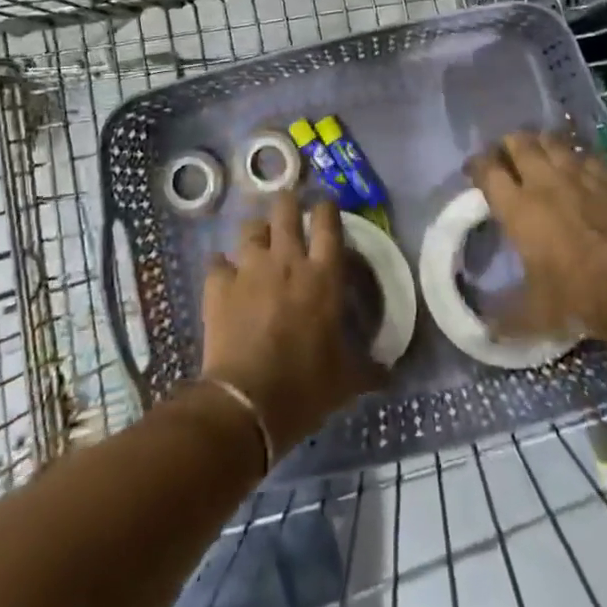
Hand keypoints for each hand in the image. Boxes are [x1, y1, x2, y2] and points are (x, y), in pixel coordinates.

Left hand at [201, 192, 381, 455]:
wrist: (247, 402)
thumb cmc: (305, 386)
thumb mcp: (346, 381)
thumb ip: (368, 370)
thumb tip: (389, 376)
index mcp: (323, 276)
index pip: (328, 222)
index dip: (326, 208)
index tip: (326, 207)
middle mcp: (286, 261)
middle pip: (285, 209)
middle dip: (287, 203)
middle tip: (290, 212)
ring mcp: (249, 269)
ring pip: (250, 227)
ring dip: (256, 231)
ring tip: (258, 241)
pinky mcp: (218, 285)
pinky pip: (217, 261)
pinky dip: (221, 265)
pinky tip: (224, 274)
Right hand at [470, 131, 606, 343]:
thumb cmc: (579, 299)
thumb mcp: (535, 315)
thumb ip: (505, 319)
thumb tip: (485, 334)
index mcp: (517, 209)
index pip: (487, 170)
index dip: (477, 165)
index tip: (474, 170)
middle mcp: (544, 183)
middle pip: (519, 143)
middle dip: (508, 145)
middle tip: (507, 157)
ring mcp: (580, 177)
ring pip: (553, 142)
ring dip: (542, 144)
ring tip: (540, 154)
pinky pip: (588, 156)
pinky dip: (578, 158)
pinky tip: (578, 168)